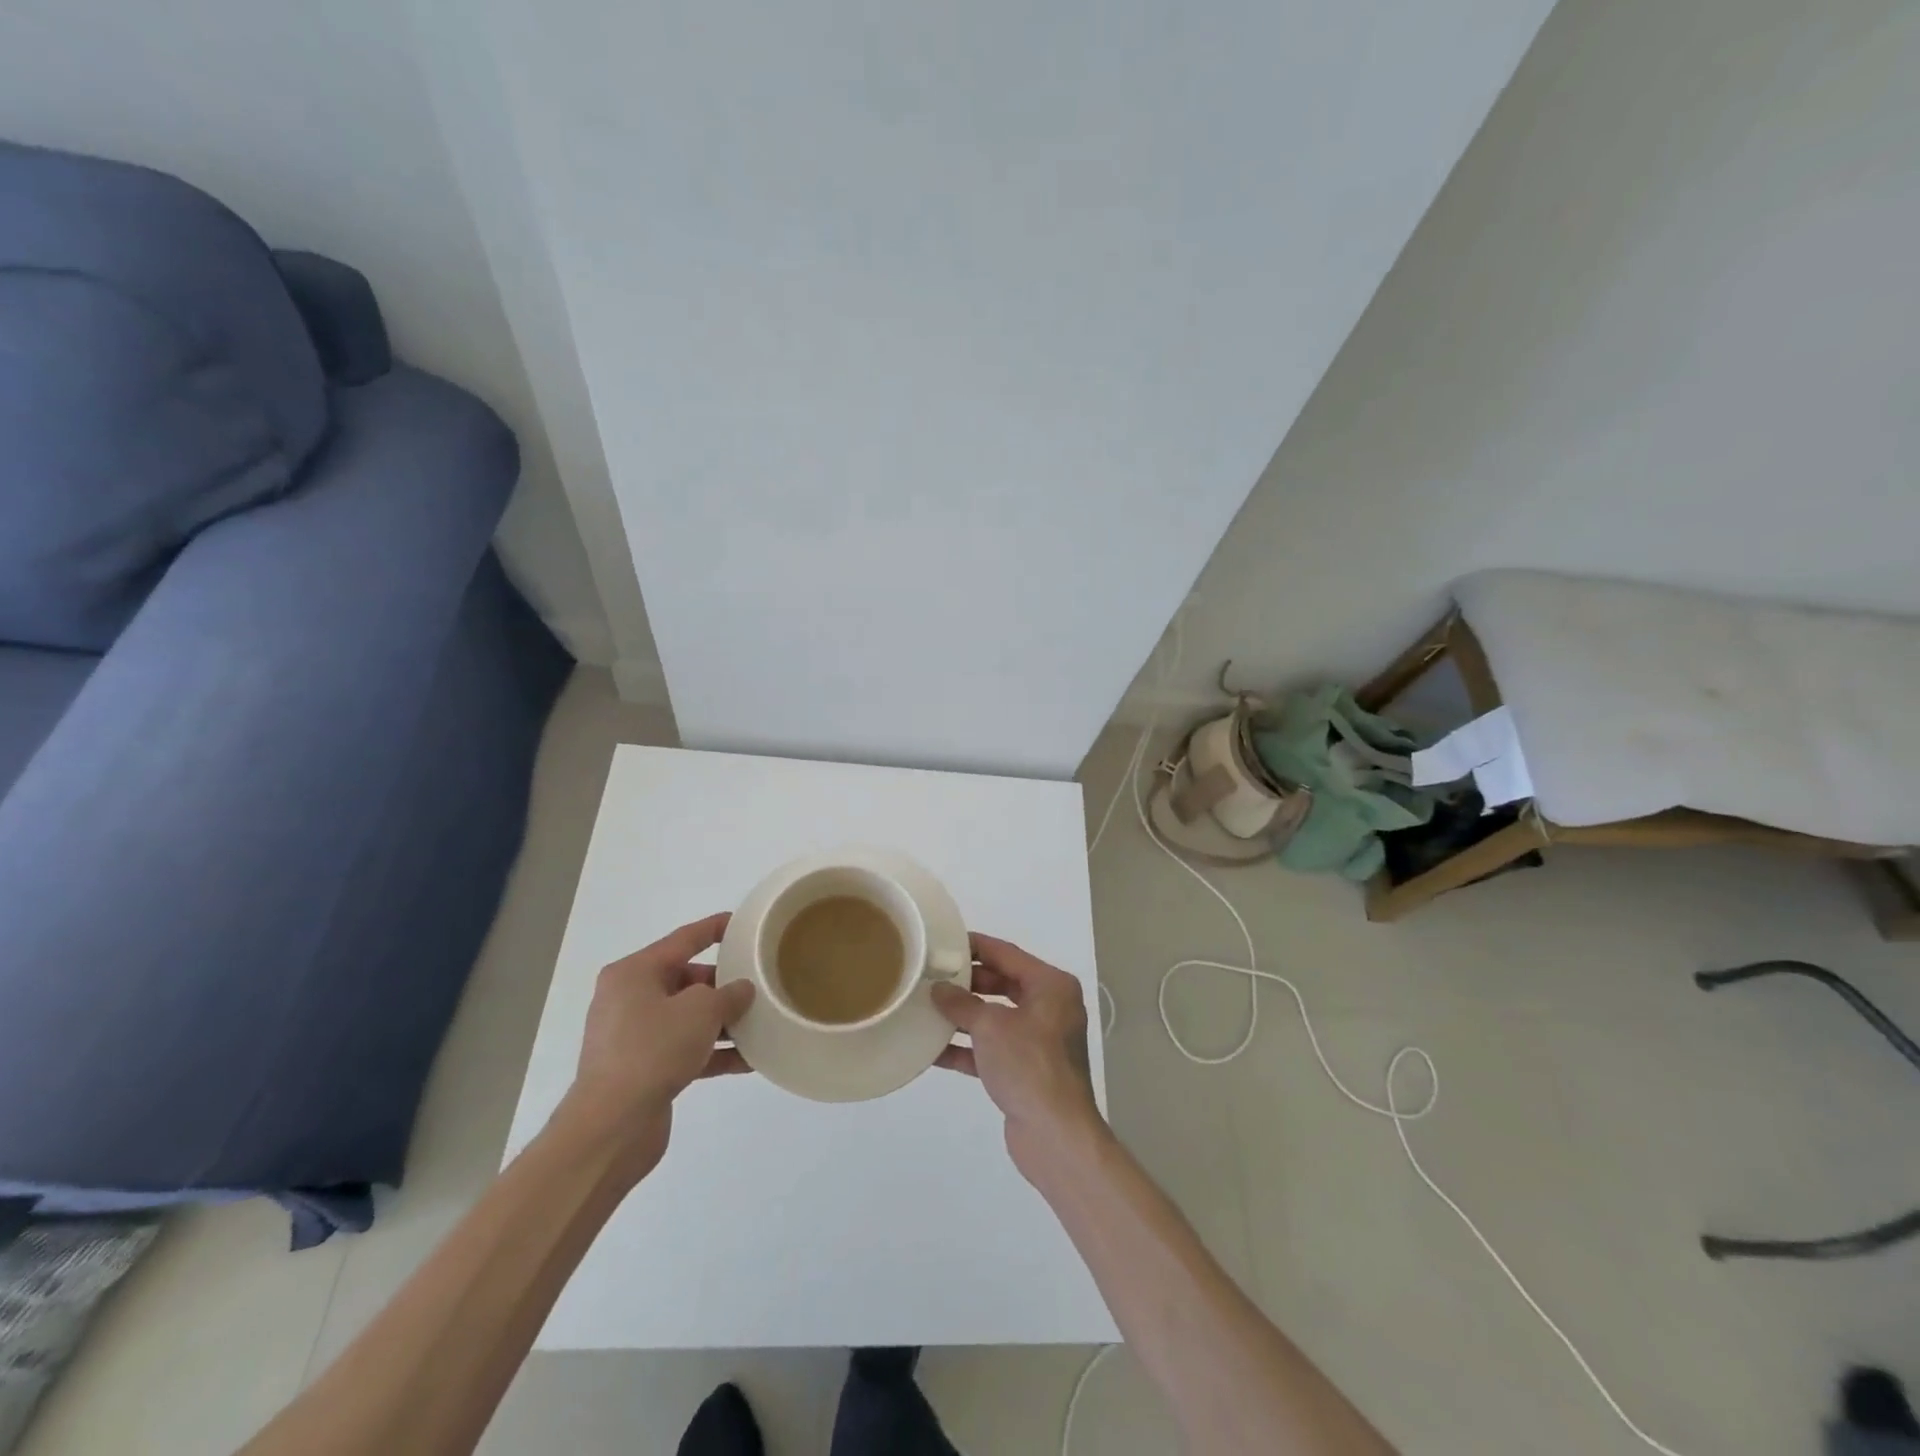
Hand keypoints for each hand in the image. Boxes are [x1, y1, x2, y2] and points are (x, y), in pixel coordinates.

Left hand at [564, 913, 754, 1179]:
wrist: (611, 1127)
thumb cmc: (653, 1050)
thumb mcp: (700, 1011)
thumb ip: (728, 994)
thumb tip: (741, 990)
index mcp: (634, 972)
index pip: (684, 939)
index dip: (715, 928)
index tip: (744, 923)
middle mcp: (630, 998)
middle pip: (687, 980)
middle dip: (724, 983)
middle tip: (759, 982)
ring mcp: (634, 1036)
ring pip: (688, 1017)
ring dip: (723, 1021)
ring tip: (761, 1021)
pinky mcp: (643, 1070)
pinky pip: (685, 1049)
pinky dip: (713, 1052)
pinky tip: (749, 1060)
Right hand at [931, 933, 1106, 1181]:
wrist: (1055, 1134)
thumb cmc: (1029, 1065)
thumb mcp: (990, 1026)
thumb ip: (961, 1003)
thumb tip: (939, 989)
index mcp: (1051, 986)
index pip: (1007, 954)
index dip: (975, 946)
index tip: (944, 941)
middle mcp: (1050, 1007)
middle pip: (1002, 983)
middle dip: (967, 982)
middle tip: (932, 975)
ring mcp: (1039, 1040)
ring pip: (995, 1017)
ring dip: (964, 1015)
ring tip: (926, 1007)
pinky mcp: (1026, 1070)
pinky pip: (992, 1048)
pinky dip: (967, 1047)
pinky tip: (933, 1049)